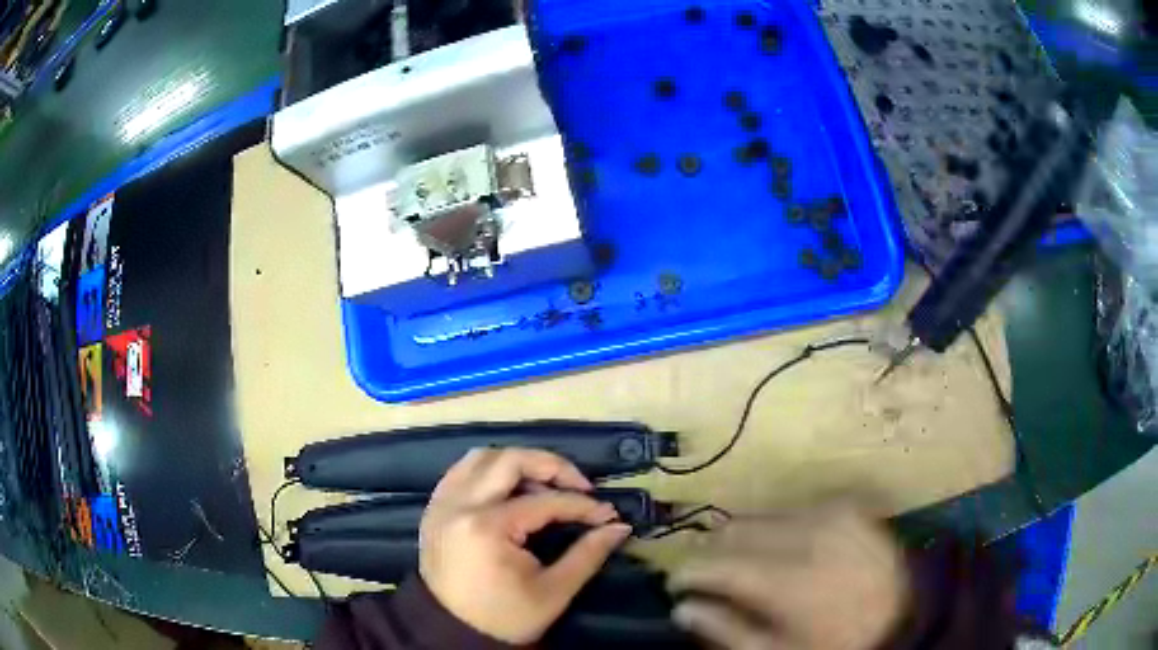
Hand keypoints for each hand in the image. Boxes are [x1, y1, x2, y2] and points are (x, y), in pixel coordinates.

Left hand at [419, 448, 632, 644]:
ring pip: (482, 457)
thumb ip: (588, 554)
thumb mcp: (554, 592)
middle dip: (552, 466)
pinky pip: (461, 471)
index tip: (608, 514)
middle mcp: (460, 505)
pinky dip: (489, 470)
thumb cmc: (505, 617)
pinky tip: (510, 488)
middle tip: (579, 485)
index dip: (583, 506)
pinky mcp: (434, 508)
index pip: (545, 502)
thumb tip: (619, 527)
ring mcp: (442, 503)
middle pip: (510, 460)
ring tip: (545, 484)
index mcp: (487, 528)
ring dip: (518, 463)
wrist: (453, 632)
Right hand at [668, 501, 908, 649]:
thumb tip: (681, 609)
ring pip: (760, 515)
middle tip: (709, 575)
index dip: (686, 572)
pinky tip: (784, 550)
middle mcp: (803, 534)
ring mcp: (828, 513)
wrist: (908, 612)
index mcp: (785, 578)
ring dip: (742, 538)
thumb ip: (726, 631)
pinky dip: (776, 528)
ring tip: (745, 563)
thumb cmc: (838, 642)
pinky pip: (793, 509)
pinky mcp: (846, 505)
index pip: (713, 563)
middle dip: (711, 551)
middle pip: (733, 530)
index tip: (676, 585)